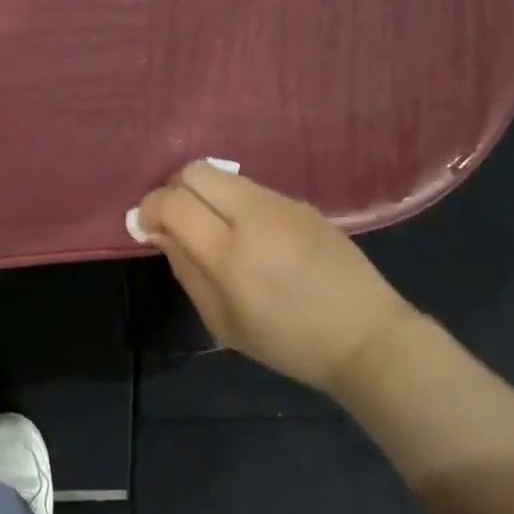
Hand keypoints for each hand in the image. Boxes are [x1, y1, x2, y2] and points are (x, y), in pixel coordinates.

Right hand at [134, 161, 415, 395]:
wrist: (365, 337)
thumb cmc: (287, 342)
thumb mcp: (222, 321)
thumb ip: (185, 270)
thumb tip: (159, 232)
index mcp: (230, 254)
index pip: (172, 202)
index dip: (149, 208)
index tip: (148, 227)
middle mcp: (254, 217)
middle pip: (195, 170)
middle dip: (174, 190)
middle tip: (177, 221)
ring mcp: (282, 205)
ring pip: (224, 174)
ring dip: (206, 194)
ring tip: (214, 229)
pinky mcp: (302, 204)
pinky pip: (253, 189)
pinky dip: (236, 203)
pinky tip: (253, 237)